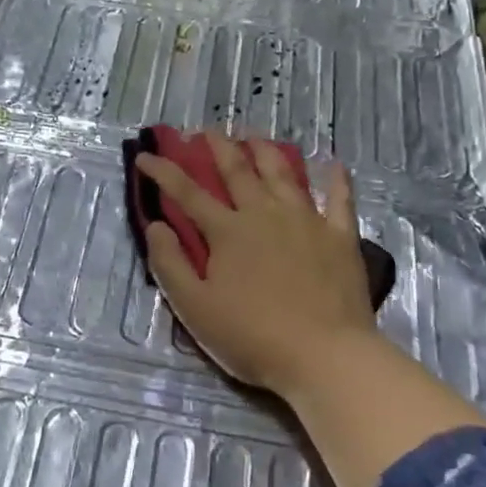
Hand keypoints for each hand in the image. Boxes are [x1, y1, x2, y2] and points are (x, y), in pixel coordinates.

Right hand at [136, 131, 381, 400]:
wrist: (324, 355)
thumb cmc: (252, 336)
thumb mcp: (195, 308)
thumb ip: (170, 264)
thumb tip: (155, 225)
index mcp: (227, 231)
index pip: (187, 192)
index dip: (163, 171)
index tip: (145, 155)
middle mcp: (264, 214)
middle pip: (238, 171)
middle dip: (218, 147)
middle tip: (206, 130)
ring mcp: (306, 221)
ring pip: (283, 174)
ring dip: (265, 151)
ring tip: (254, 136)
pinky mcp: (340, 236)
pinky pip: (339, 199)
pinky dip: (336, 179)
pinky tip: (334, 164)